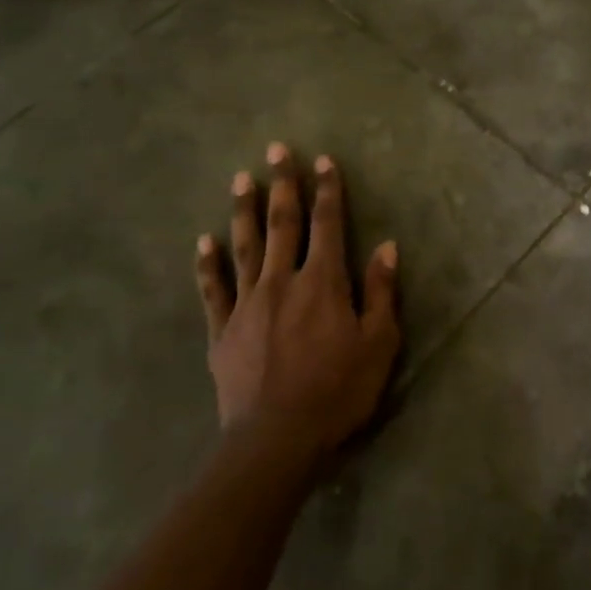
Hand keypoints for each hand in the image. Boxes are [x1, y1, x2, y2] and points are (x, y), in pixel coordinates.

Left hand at [194, 143, 401, 462]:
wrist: (277, 440)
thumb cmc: (338, 391)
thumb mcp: (378, 344)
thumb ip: (382, 292)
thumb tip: (387, 246)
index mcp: (324, 282)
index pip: (328, 224)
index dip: (328, 190)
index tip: (323, 160)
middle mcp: (283, 281)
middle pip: (283, 224)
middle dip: (283, 184)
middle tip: (276, 150)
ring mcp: (248, 304)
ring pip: (246, 246)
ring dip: (244, 211)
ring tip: (240, 179)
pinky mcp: (223, 330)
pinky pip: (213, 290)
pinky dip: (208, 264)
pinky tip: (203, 242)